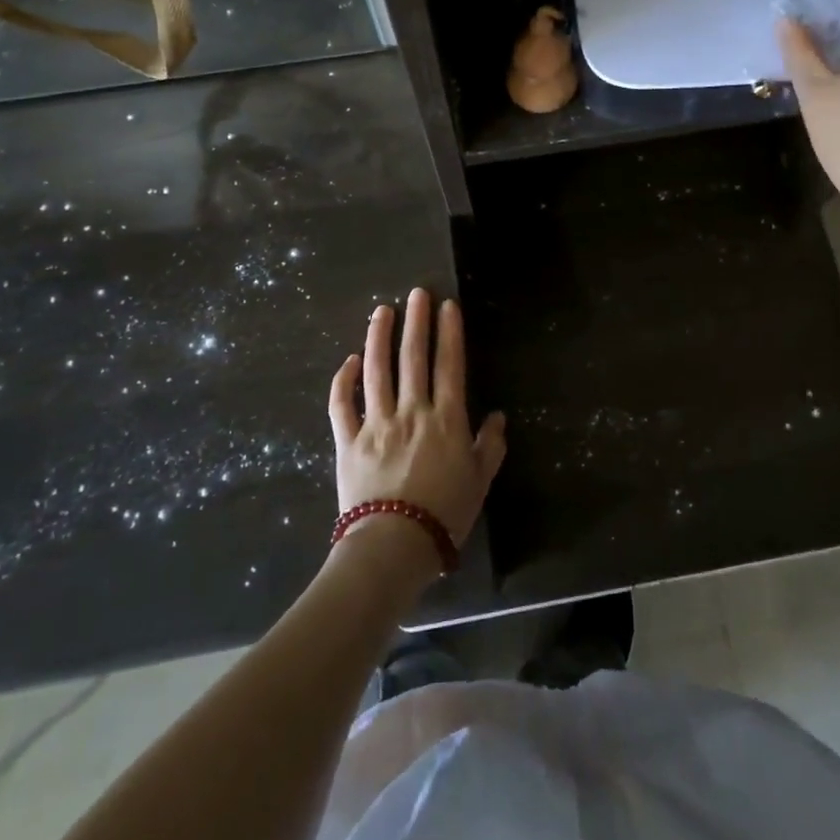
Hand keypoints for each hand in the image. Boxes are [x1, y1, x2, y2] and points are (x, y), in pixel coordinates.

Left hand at [328, 289, 505, 574]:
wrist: (393, 546)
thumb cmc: (444, 515)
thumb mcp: (480, 481)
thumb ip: (490, 446)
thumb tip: (497, 416)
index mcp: (446, 420)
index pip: (449, 365)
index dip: (449, 333)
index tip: (447, 306)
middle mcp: (411, 412)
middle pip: (413, 358)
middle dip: (416, 322)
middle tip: (416, 293)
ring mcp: (376, 424)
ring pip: (377, 371)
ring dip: (379, 338)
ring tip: (381, 311)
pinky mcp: (348, 441)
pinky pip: (342, 405)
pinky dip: (343, 381)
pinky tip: (349, 360)